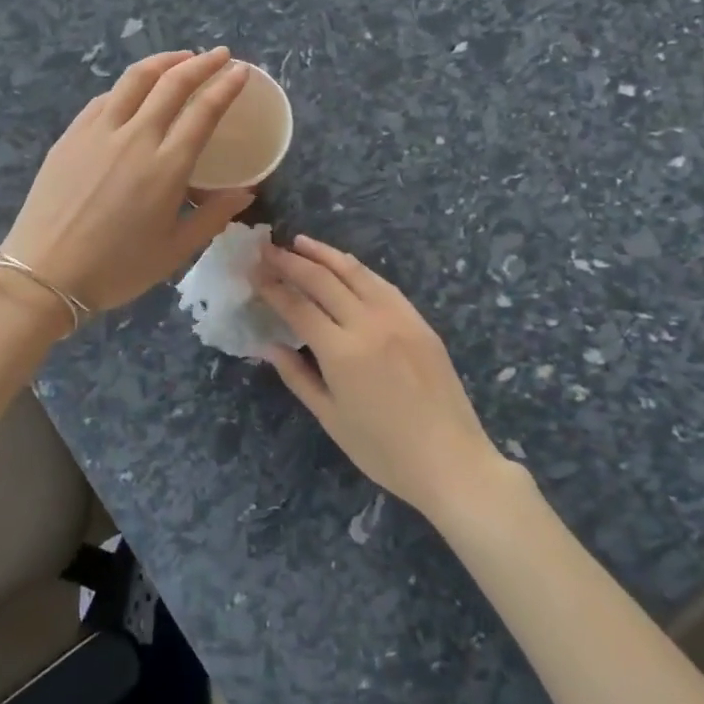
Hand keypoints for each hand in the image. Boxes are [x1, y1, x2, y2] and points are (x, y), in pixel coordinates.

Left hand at [3, 48, 254, 315]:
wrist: (43, 274)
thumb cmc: (116, 269)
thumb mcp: (175, 251)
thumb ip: (213, 217)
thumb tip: (246, 192)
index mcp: (166, 167)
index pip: (203, 111)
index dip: (225, 86)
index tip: (240, 71)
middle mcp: (135, 137)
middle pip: (172, 83)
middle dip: (201, 63)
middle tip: (219, 55)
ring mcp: (98, 132)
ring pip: (135, 79)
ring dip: (163, 62)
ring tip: (181, 58)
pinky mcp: (71, 135)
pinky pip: (105, 98)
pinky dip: (128, 86)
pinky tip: (134, 91)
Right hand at [256, 235, 509, 519]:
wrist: (452, 462)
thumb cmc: (384, 451)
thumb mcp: (331, 418)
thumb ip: (297, 376)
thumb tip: (269, 345)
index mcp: (342, 352)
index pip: (297, 306)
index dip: (272, 287)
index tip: (252, 271)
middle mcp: (368, 324)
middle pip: (322, 280)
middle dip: (290, 262)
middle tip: (267, 249)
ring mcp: (397, 317)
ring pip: (354, 272)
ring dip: (324, 254)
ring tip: (300, 242)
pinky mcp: (418, 320)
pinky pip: (382, 284)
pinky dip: (357, 269)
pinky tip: (344, 264)